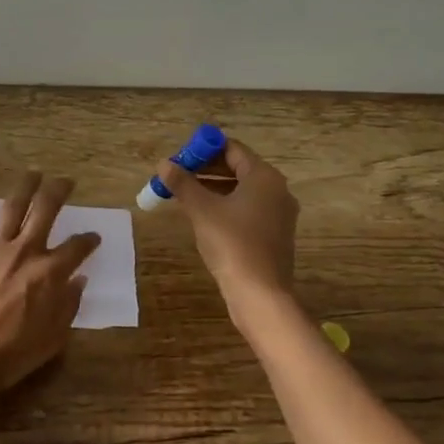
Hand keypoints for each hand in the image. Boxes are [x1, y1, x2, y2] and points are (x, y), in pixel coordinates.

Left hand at [0, 171, 100, 394]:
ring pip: (13, 206)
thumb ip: (69, 305)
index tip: (93, 238)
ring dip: (26, 186)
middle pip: (47, 210)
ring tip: (34, 173)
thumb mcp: (53, 337)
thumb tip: (80, 280)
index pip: (77, 247)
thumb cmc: (11, 355)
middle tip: (66, 181)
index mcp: (50, 273)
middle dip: (59, 191)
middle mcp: (26, 251)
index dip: (89, 240)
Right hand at [159, 139, 298, 302]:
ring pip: (242, 190)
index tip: (180, 158)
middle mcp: (277, 189)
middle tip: (178, 176)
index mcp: (264, 177)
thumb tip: (163, 164)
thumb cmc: (232, 244)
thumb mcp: (202, 210)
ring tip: (185, 195)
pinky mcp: (275, 234)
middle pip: (239, 168)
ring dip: (214, 188)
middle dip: (207, 169)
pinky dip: (227, 206)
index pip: (232, 149)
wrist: (260, 294)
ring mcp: (279, 213)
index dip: (204, 149)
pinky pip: (248, 209)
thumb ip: (182, 183)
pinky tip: (205, 217)